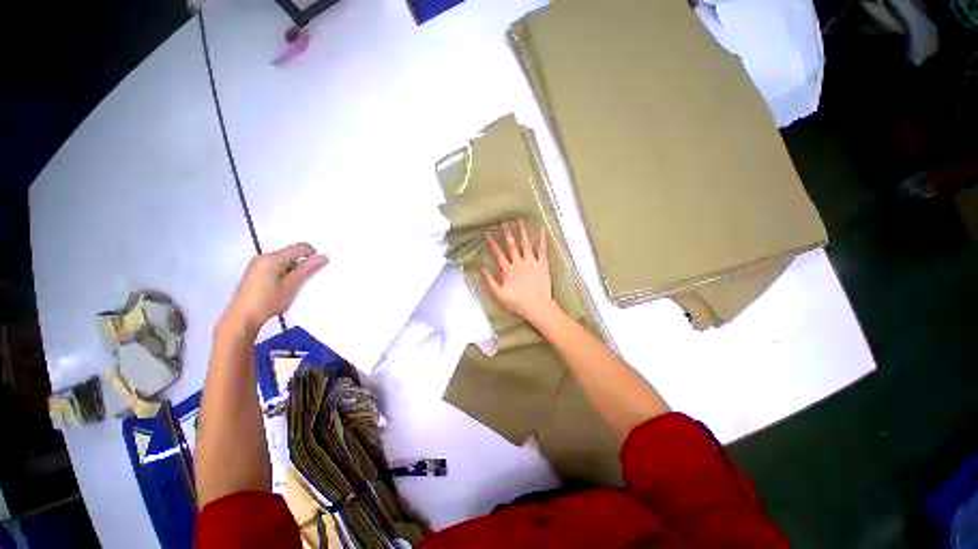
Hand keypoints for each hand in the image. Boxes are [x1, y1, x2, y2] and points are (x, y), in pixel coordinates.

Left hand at [222, 243, 327, 333]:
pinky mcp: (255, 272)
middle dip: (302, 264)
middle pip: (292, 253)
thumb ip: (307, 269)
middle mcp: (264, 257)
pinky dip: (285, 274)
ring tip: (293, 287)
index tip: (317, 270)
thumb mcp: (292, 285)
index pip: (301, 247)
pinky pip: (276, 267)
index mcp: (273, 257)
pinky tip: (282, 288)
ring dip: (294, 271)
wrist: (242, 318)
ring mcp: (257, 264)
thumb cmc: (268, 301)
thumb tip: (323, 257)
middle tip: (304, 281)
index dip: (313, 255)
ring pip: (285, 261)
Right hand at [482, 219, 556, 321]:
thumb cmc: (517, 302)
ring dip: (522, 232)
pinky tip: (542, 230)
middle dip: (507, 234)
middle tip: (504, 223)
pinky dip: (542, 240)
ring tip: (520, 221)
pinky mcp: (542, 264)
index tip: (488, 234)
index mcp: (508, 270)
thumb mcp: (499, 294)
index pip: (498, 254)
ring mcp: (531, 262)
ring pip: (526, 244)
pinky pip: (542, 250)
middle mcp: (519, 263)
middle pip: (511, 246)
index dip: (492, 244)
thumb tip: (482, 268)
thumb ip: (490, 281)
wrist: (536, 305)